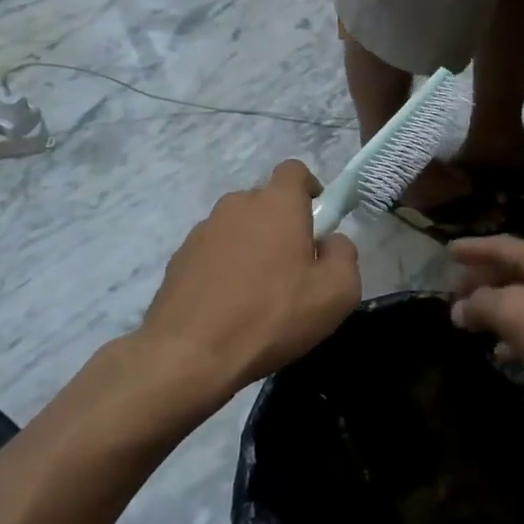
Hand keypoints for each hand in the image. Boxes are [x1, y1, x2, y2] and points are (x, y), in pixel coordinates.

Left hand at [141, 160, 359, 399]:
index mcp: (277, 204)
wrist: (190, 353)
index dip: (309, 188)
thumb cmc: (273, 316)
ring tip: (259, 291)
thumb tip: (332, 241)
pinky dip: (225, 267)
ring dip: (252, 246)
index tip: (317, 219)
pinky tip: (230, 304)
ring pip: (238, 227)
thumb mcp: (336, 293)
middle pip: (265, 201)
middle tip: (293, 266)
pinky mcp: (179, 258)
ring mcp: (203, 230)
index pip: (294, 170)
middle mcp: (237, 205)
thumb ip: (344, 255)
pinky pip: (213, 252)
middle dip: (281, 224)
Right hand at [448, 236, 523, 416]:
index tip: (447, 252)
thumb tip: (459, 307)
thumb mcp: (516, 314)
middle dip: (483, 281)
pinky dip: (520, 335)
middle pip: (514, 271)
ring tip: (472, 325)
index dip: (472, 248)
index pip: (500, 245)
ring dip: (499, 310)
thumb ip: (483, 305)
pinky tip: (505, 353)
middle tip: (455, 293)